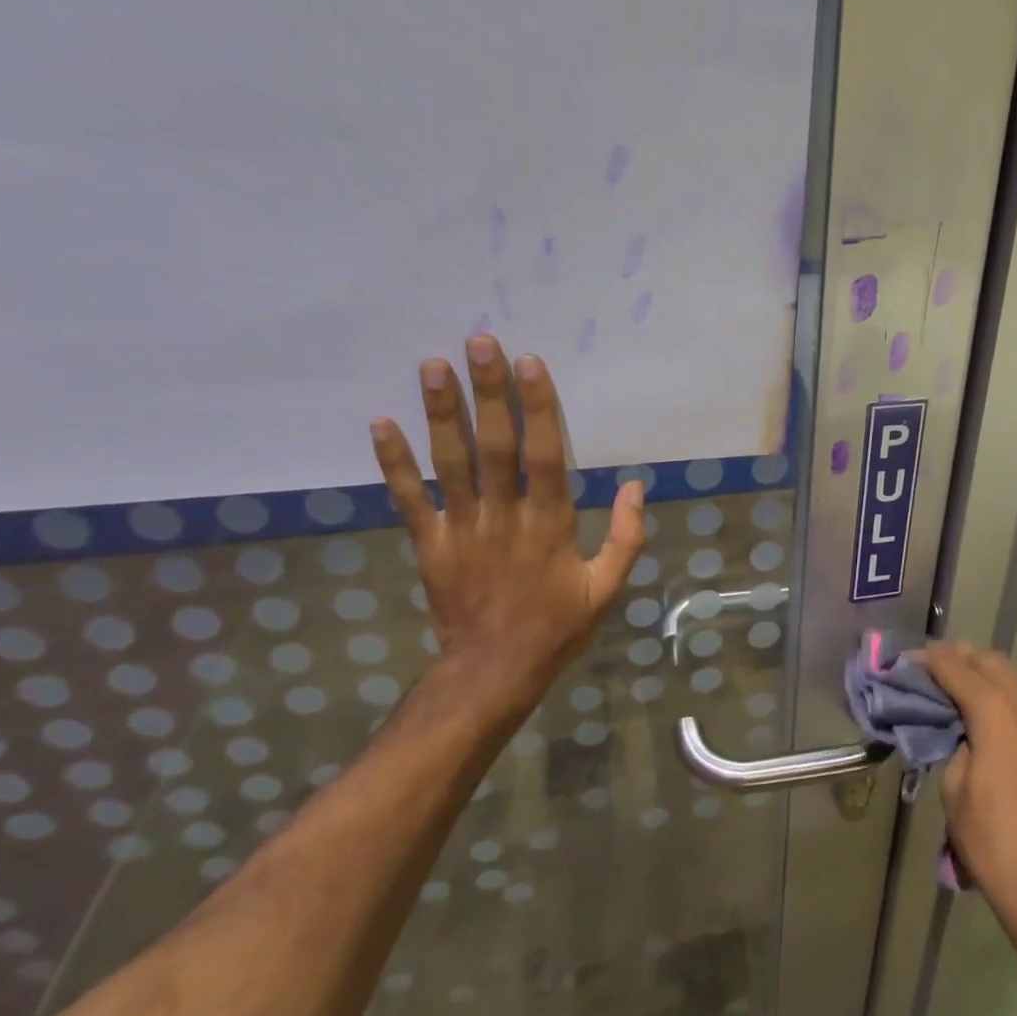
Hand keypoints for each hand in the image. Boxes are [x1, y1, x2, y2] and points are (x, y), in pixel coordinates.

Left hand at [369, 335, 645, 717]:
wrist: (493, 672)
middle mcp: (503, 517)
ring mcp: (461, 529)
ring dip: (440, 413)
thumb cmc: (556, 627)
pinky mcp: (429, 544)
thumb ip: (626, 537)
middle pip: (494, 445)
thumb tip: (635, 485)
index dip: (537, 407)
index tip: (528, 363)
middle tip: (478, 343)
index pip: (544, 455)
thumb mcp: (607, 588)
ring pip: (450, 463)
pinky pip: (409, 499)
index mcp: (550, 524)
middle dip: (488, 393)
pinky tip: (381, 423)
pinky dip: (393, 463)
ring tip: (433, 366)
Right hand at [922, 644, 1016, 934]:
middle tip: (932, 664)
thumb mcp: (955, 791)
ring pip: (1015, 682)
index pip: (962, 671)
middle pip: (995, 664)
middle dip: (962, 656)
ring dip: (984, 673)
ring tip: (955, 682)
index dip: (933, 660)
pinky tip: (984, 714)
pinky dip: (1002, 696)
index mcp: (1000, 720)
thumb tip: (962, 733)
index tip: (909, 659)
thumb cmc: (992, 843)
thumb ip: (956, 746)